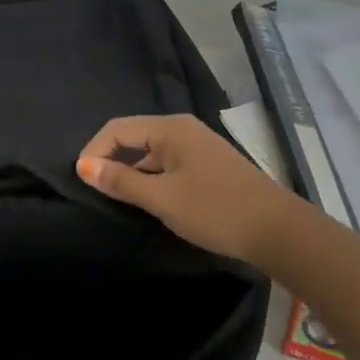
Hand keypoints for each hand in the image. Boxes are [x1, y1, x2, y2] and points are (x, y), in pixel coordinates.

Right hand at [76, 114, 298, 264]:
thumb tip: (83, 166)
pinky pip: (167, 165)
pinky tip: (150, 202)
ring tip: (119, 200)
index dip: (93, 152)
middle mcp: (183, 130)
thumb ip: (120, 181)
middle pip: (133, 137)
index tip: (81, 182)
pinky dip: (151, 179)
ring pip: (150, 153)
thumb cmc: (215, 210)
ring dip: (131, 172)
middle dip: (110, 160)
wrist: (278, 231)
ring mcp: (198, 147)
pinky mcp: (208, 166)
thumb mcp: (161, 198)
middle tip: (96, 192)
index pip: (116, 129)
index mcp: (171, 128)